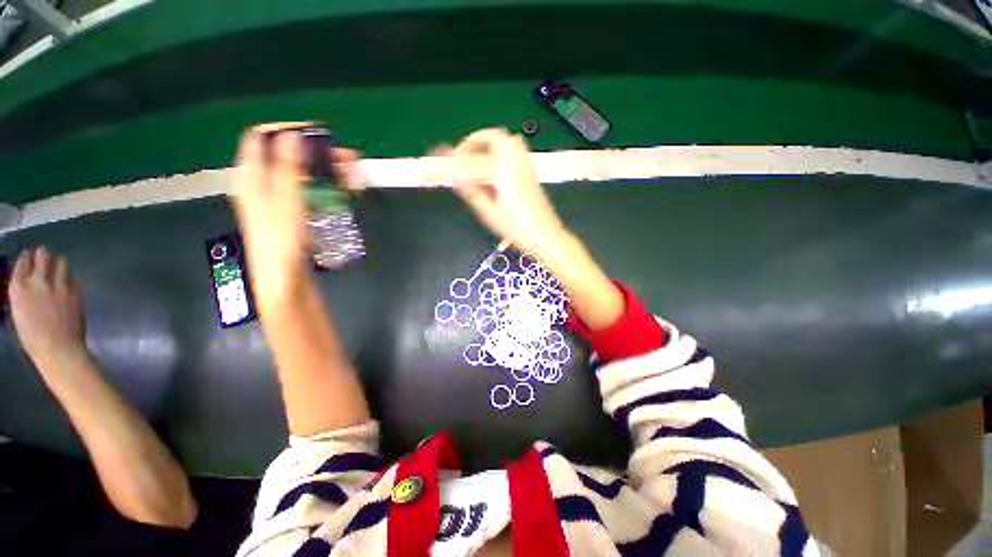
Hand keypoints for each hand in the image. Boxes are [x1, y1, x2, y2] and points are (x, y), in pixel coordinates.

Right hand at [8, 247, 87, 365]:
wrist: (58, 348)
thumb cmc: (33, 337)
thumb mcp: (19, 312)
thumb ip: (24, 294)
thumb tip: (29, 283)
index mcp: (19, 288)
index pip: (22, 263)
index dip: (27, 258)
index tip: (29, 256)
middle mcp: (38, 281)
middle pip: (43, 256)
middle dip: (44, 255)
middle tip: (45, 256)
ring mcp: (59, 285)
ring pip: (61, 261)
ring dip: (59, 262)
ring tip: (59, 265)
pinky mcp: (75, 291)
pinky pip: (74, 277)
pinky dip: (70, 277)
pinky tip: (69, 280)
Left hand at [230, 122, 361, 303]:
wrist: (284, 278)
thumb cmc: (281, 240)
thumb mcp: (286, 202)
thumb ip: (288, 168)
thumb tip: (294, 136)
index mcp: (253, 176)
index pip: (262, 138)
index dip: (288, 130)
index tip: (319, 134)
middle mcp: (266, 183)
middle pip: (291, 156)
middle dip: (321, 154)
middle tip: (348, 159)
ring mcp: (282, 198)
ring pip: (306, 174)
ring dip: (331, 171)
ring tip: (355, 178)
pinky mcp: (297, 212)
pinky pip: (313, 191)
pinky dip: (330, 188)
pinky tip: (347, 192)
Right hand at [445, 128, 565, 256]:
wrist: (544, 234)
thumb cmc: (516, 228)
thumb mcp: (489, 212)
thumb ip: (471, 191)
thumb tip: (455, 177)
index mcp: (502, 172)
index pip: (472, 162)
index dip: (454, 163)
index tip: (441, 165)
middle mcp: (515, 161)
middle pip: (491, 136)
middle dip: (472, 142)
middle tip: (460, 157)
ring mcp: (524, 163)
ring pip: (504, 139)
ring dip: (486, 143)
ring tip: (474, 161)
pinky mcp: (529, 169)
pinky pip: (512, 148)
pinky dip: (498, 150)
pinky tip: (491, 168)